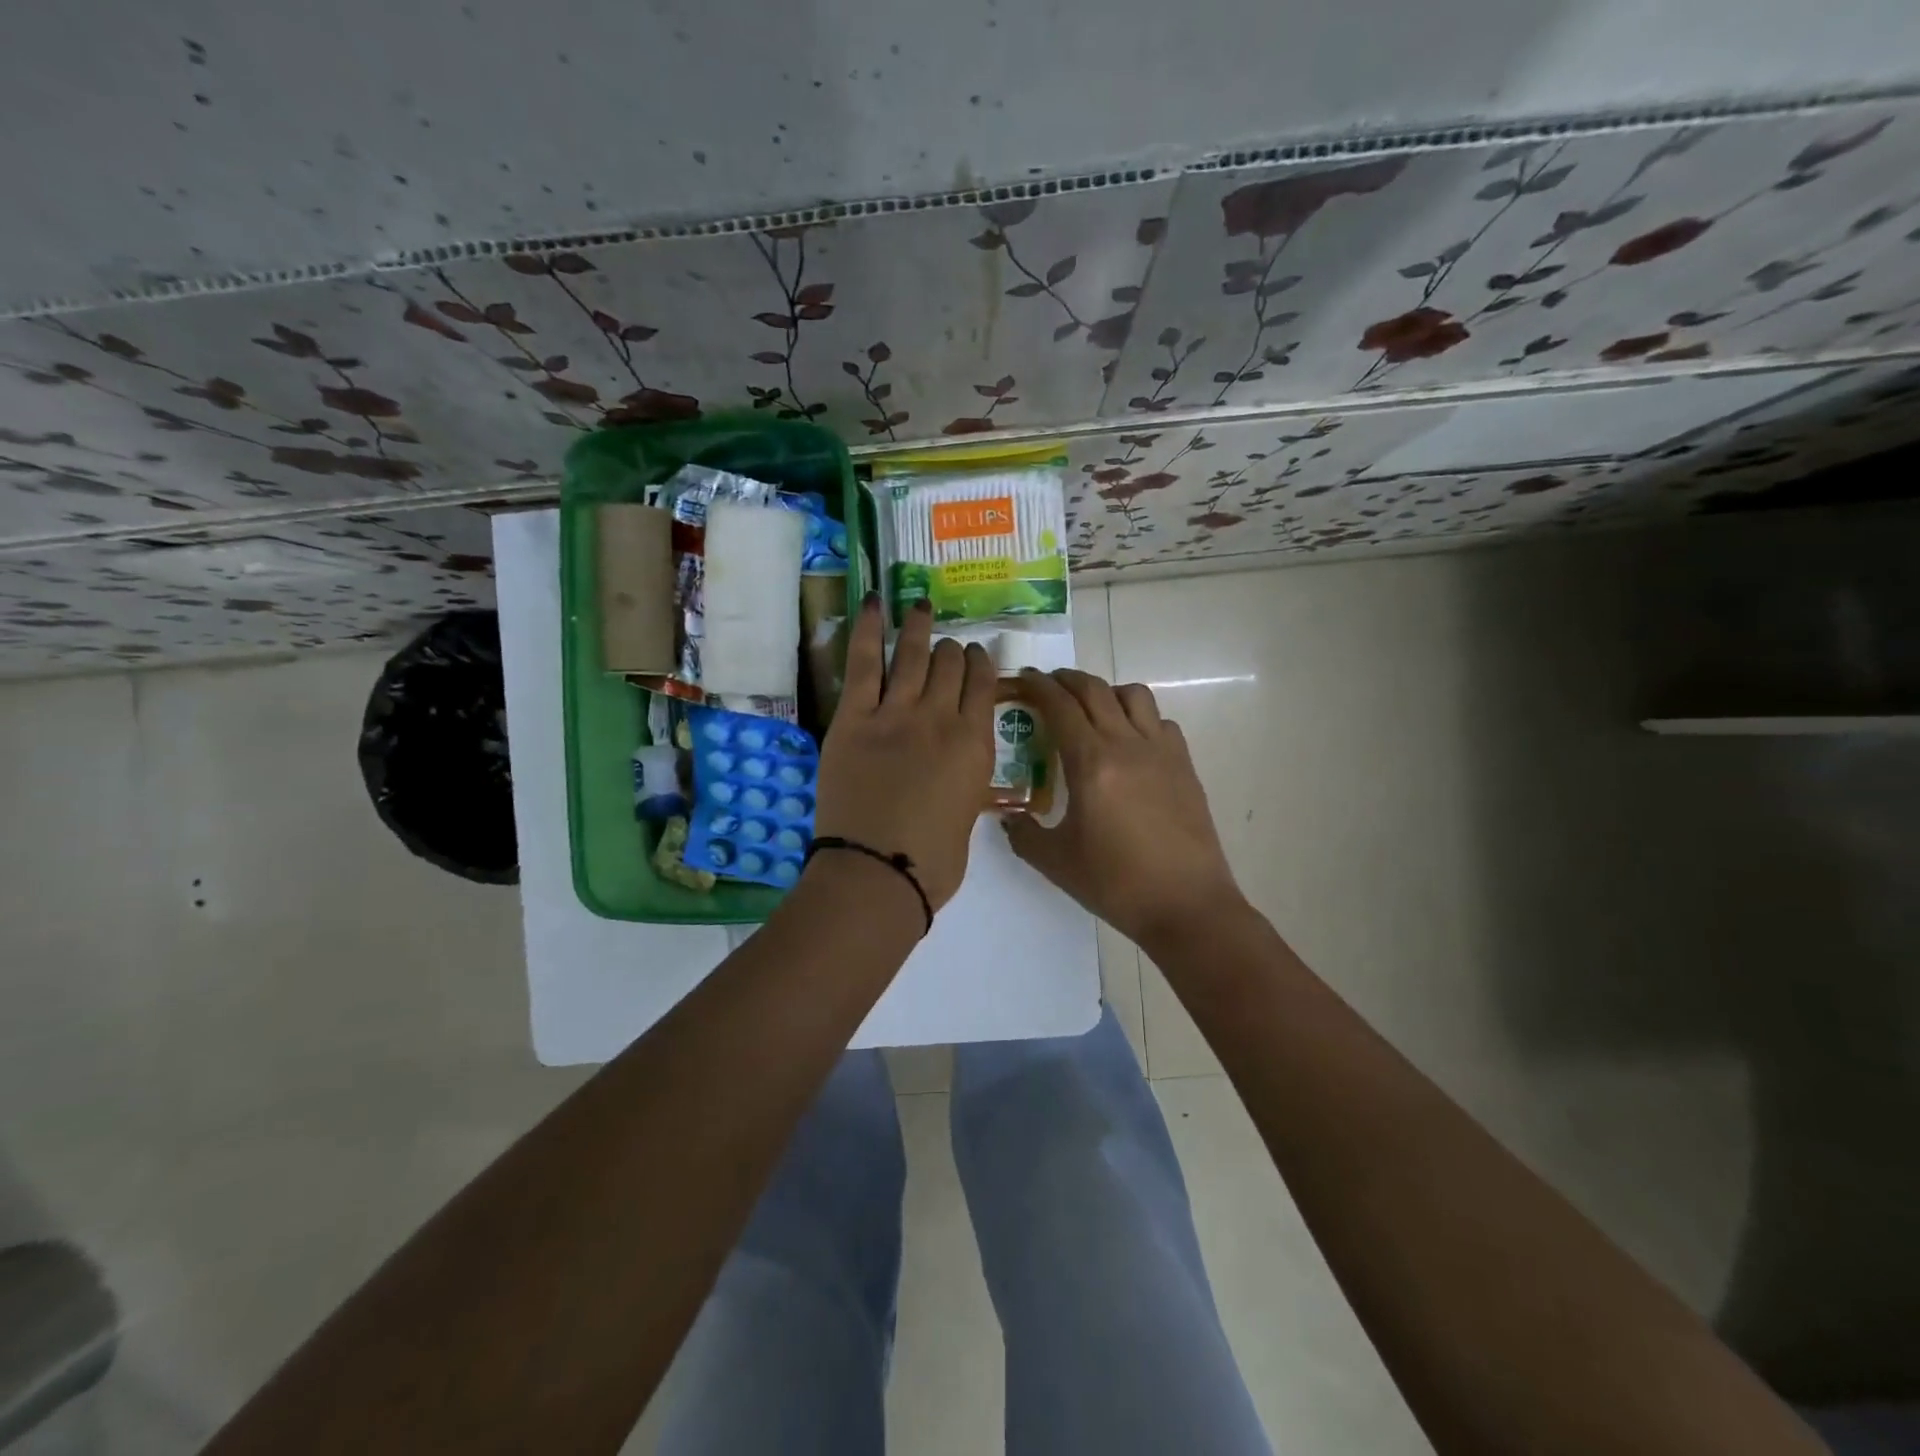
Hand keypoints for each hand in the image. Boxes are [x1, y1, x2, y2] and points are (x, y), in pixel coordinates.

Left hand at [812, 595, 995, 911]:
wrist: (878, 872)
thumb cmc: (932, 862)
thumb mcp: (967, 815)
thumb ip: (965, 777)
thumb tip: (955, 764)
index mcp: (975, 744)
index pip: (984, 685)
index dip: (980, 664)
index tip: (976, 656)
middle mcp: (941, 718)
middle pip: (950, 665)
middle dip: (951, 650)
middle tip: (946, 646)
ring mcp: (895, 713)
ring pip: (912, 655)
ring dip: (918, 626)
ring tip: (920, 604)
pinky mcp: (854, 718)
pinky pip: (863, 663)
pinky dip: (868, 628)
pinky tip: (874, 602)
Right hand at [1004, 670, 1245, 946]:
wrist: (1187, 905)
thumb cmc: (1116, 884)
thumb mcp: (1056, 863)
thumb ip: (1024, 834)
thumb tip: (1009, 818)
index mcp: (1092, 763)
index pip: (1060, 706)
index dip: (1038, 686)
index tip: (1023, 679)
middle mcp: (1127, 744)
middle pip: (1095, 690)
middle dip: (1067, 680)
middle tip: (1048, 686)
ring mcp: (1161, 752)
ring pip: (1133, 695)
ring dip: (1106, 692)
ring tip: (1092, 710)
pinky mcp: (1184, 766)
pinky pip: (1160, 722)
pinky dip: (1140, 718)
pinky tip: (1131, 743)